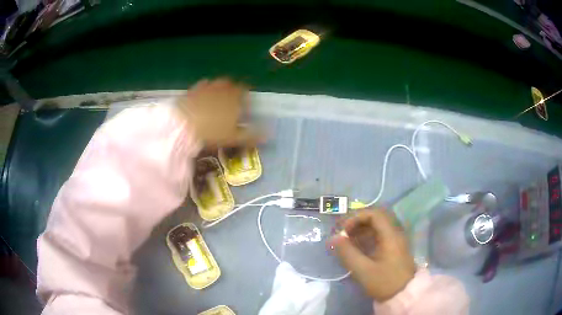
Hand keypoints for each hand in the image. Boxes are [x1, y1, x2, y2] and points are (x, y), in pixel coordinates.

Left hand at [177, 78, 260, 147]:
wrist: (183, 125)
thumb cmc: (212, 131)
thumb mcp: (234, 137)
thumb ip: (252, 135)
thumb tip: (269, 135)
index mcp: (235, 96)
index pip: (245, 90)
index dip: (246, 96)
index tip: (245, 104)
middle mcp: (222, 87)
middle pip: (230, 84)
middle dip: (232, 90)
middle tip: (230, 102)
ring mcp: (206, 87)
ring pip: (216, 84)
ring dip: (218, 89)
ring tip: (216, 100)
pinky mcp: (192, 90)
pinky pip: (201, 86)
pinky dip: (204, 91)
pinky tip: (201, 99)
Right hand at [330, 209, 415, 301]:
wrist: (404, 295)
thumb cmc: (384, 282)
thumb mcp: (363, 270)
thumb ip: (347, 253)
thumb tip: (334, 238)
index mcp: (390, 235)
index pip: (374, 214)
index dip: (357, 218)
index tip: (344, 230)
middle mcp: (395, 233)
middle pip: (376, 218)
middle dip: (358, 223)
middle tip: (344, 234)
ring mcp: (396, 241)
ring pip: (378, 227)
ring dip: (362, 231)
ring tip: (348, 242)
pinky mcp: (395, 249)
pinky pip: (381, 236)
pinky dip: (368, 238)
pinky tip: (359, 249)